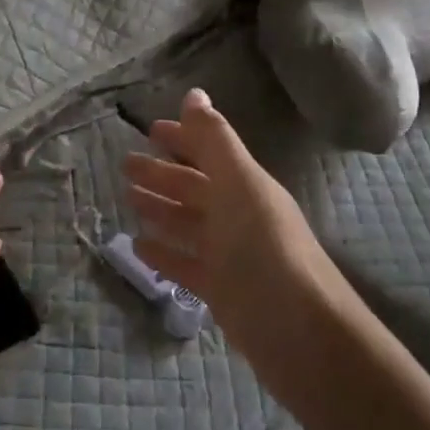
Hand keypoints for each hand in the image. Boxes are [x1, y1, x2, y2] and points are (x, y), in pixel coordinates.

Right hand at [122, 88, 343, 363]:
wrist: (303, 337)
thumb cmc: (266, 251)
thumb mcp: (240, 186)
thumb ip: (214, 140)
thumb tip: (194, 92)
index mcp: (247, 185)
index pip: (210, 152)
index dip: (183, 138)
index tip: (150, 129)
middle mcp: (240, 215)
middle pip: (195, 187)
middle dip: (163, 174)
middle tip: (126, 166)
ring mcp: (231, 255)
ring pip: (189, 224)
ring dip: (160, 209)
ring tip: (128, 199)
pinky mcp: (223, 291)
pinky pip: (186, 264)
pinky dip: (164, 252)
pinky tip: (138, 246)